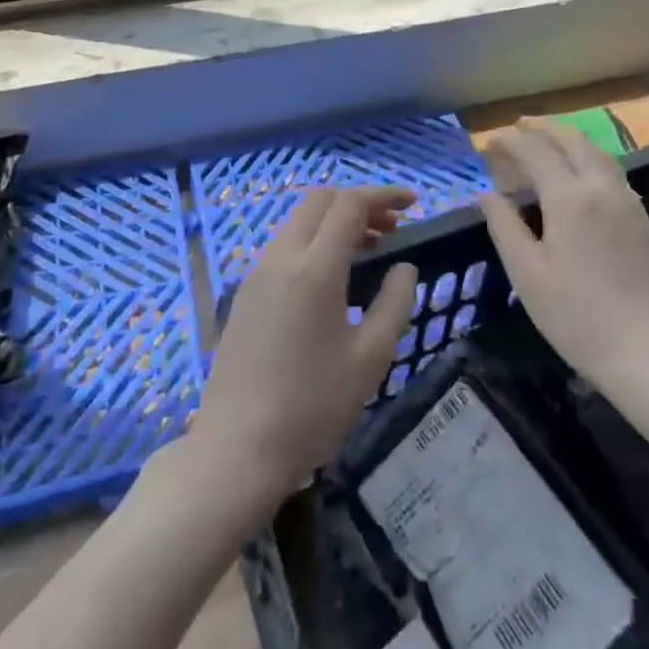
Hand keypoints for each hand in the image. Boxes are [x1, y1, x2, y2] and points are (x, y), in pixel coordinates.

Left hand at [191, 187, 419, 513]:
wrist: (235, 452)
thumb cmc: (312, 408)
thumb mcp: (370, 359)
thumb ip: (394, 303)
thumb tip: (403, 268)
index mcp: (313, 268)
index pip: (349, 204)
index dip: (384, 195)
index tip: (414, 204)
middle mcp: (280, 258)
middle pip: (320, 201)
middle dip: (359, 203)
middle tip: (392, 228)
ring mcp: (256, 275)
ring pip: (299, 222)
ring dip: (335, 221)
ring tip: (369, 249)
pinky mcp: (245, 295)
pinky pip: (285, 246)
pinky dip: (315, 241)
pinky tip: (333, 277)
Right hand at [480, 118, 648, 395]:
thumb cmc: (578, 317)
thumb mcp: (528, 275)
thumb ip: (505, 227)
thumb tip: (487, 194)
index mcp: (570, 197)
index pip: (536, 152)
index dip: (510, 141)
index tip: (489, 141)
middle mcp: (601, 187)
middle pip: (571, 140)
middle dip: (542, 128)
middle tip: (518, 126)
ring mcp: (627, 201)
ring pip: (596, 152)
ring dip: (568, 138)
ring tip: (547, 139)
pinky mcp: (642, 219)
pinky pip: (611, 169)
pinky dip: (589, 156)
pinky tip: (581, 172)